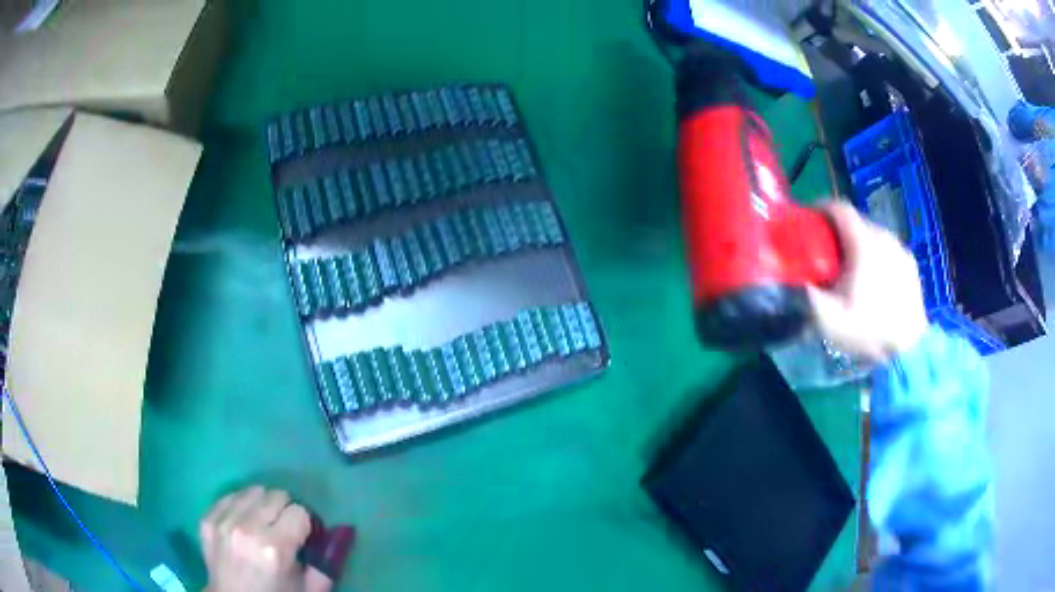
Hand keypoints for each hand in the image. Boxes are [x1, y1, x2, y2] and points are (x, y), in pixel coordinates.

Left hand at [201, 486, 332, 591]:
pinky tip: (243, 522)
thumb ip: (326, 564)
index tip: (303, 537)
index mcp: (275, 549)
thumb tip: (339, 534)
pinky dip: (241, 506)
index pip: (299, 511)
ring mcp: (223, 522)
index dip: (304, 524)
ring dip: (261, 505)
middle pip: (275, 495)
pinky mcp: (207, 519)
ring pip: (252, 491)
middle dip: (284, 511)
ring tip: (261, 524)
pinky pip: (230, 496)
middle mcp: (247, 529)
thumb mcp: (309, 589)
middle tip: (283, 529)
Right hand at [808, 202, 927, 361]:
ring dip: (858, 242)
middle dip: (838, 229)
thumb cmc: (868, 331)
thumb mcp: (829, 319)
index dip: (821, 208)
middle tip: (827, 251)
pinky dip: (876, 254)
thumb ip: (807, 293)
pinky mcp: (910, 263)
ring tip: (851, 267)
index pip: (839, 207)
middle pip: (856, 220)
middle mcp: (883, 236)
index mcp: (863, 242)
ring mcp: (900, 249)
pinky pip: (888, 248)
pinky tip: (874, 278)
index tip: (809, 221)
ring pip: (873, 233)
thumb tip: (790, 278)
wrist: (908, 350)